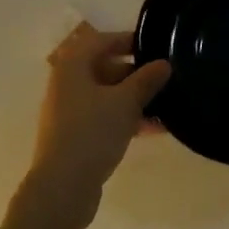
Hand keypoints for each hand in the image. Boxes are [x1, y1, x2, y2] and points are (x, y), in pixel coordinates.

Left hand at [26, 24, 170, 223]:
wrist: (62, 188)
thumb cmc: (92, 133)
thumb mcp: (125, 102)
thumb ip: (146, 80)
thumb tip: (163, 63)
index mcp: (73, 65)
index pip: (103, 40)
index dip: (130, 40)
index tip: (156, 46)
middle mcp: (67, 83)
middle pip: (105, 67)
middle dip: (136, 73)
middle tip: (164, 77)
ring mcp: (70, 111)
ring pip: (107, 95)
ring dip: (135, 98)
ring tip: (166, 105)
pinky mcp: (75, 136)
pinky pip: (105, 117)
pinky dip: (126, 118)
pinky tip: (155, 129)